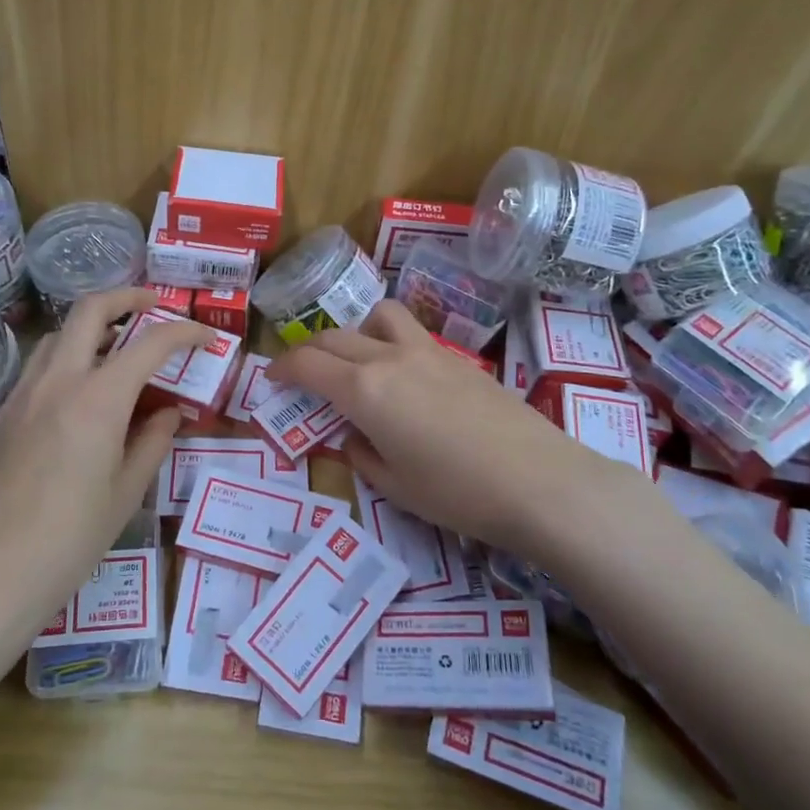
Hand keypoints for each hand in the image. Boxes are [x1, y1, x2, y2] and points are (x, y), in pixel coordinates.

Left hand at [0, 288, 208, 660]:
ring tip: (120, 346)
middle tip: (154, 307)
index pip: (149, 344)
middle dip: (127, 298)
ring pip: (60, 334)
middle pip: (90, 311)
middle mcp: (58, 382)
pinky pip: (41, 365)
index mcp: (98, 400)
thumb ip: (153, 442)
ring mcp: (24, 395)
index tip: (206, 337)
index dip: (184, 332)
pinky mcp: (4, 414)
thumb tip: (170, 412)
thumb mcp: (125, 494)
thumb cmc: (69, 541)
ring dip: (93, 325)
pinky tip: (83, 389)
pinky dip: (69, 355)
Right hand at [266, 300, 654, 555]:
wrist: (539, 481)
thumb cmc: (457, 493)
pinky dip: (391, 343)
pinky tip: (404, 378)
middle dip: (309, 351)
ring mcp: (428, 352)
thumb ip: (362, 455)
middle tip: (302, 373)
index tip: (270, 378)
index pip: (308, 365)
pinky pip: (411, 334)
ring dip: (356, 331)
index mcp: (364, 391)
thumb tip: (354, 436)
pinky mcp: (458, 358)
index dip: (282, 368)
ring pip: (378, 316)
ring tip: (359, 360)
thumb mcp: (395, 486)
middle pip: (335, 337)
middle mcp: (389, 359)